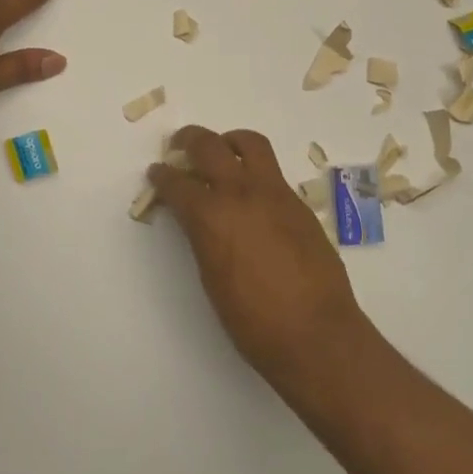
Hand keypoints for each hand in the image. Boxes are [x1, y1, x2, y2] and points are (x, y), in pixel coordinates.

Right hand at [148, 127, 373, 393]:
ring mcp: (274, 193)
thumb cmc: (254, 321)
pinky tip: (251, 192)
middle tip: (179, 145)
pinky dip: (255, 169)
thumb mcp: (211, 278)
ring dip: (228, 141)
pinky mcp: (298, 203)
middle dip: (188, 140)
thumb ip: (202, 238)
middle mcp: (241, 193)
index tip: (157, 173)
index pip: (177, 183)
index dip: (162, 176)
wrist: (316, 333)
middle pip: (209, 146)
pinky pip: (272, 171)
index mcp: (211, 216)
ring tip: (222, 151)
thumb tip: (199, 221)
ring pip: (249, 144)